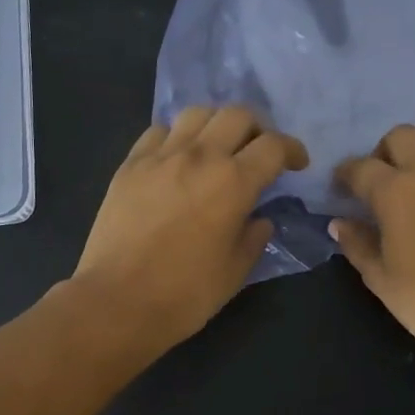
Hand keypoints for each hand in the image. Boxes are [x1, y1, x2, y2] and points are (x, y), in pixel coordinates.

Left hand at [69, 106, 307, 359]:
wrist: (118, 301)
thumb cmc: (185, 294)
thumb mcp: (235, 271)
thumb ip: (254, 238)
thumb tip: (259, 220)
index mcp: (234, 183)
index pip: (274, 146)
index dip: (292, 150)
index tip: (296, 164)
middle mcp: (200, 157)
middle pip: (237, 115)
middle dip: (257, 129)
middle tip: (258, 152)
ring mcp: (160, 157)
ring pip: (197, 113)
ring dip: (216, 125)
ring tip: (217, 149)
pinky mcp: (130, 165)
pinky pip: (158, 132)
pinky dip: (176, 137)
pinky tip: (177, 159)